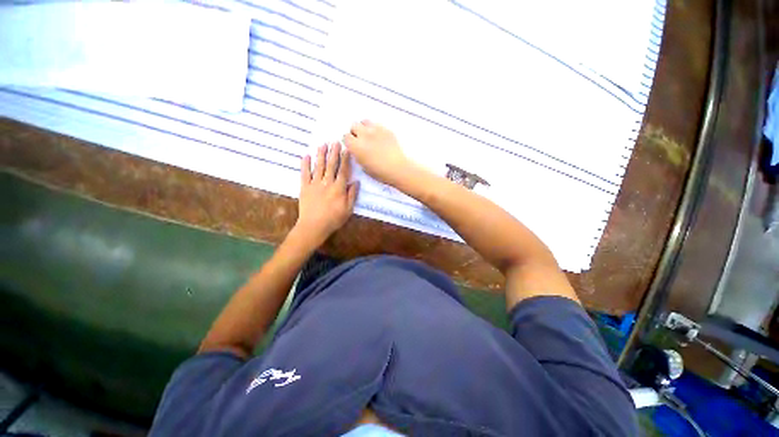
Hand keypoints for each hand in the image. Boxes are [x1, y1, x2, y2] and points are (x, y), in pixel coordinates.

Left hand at [296, 142, 358, 244]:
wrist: (314, 226)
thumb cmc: (334, 219)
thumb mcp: (348, 209)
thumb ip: (352, 195)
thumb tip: (356, 182)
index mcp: (339, 188)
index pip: (343, 171)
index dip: (345, 159)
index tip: (346, 149)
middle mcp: (327, 183)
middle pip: (331, 165)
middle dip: (333, 153)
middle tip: (335, 141)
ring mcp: (315, 184)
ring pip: (319, 166)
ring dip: (321, 154)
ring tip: (323, 144)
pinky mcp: (305, 187)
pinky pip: (304, 174)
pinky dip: (305, 164)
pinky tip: (306, 155)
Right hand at [343, 120, 412, 186]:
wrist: (398, 168)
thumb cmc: (381, 172)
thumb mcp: (364, 167)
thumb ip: (357, 155)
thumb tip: (357, 150)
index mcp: (356, 146)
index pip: (345, 137)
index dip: (349, 142)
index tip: (353, 146)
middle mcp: (364, 135)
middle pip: (354, 126)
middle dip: (355, 132)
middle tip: (360, 141)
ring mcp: (375, 130)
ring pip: (364, 122)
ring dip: (364, 128)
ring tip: (369, 136)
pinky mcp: (386, 129)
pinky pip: (377, 124)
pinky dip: (375, 129)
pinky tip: (380, 138)